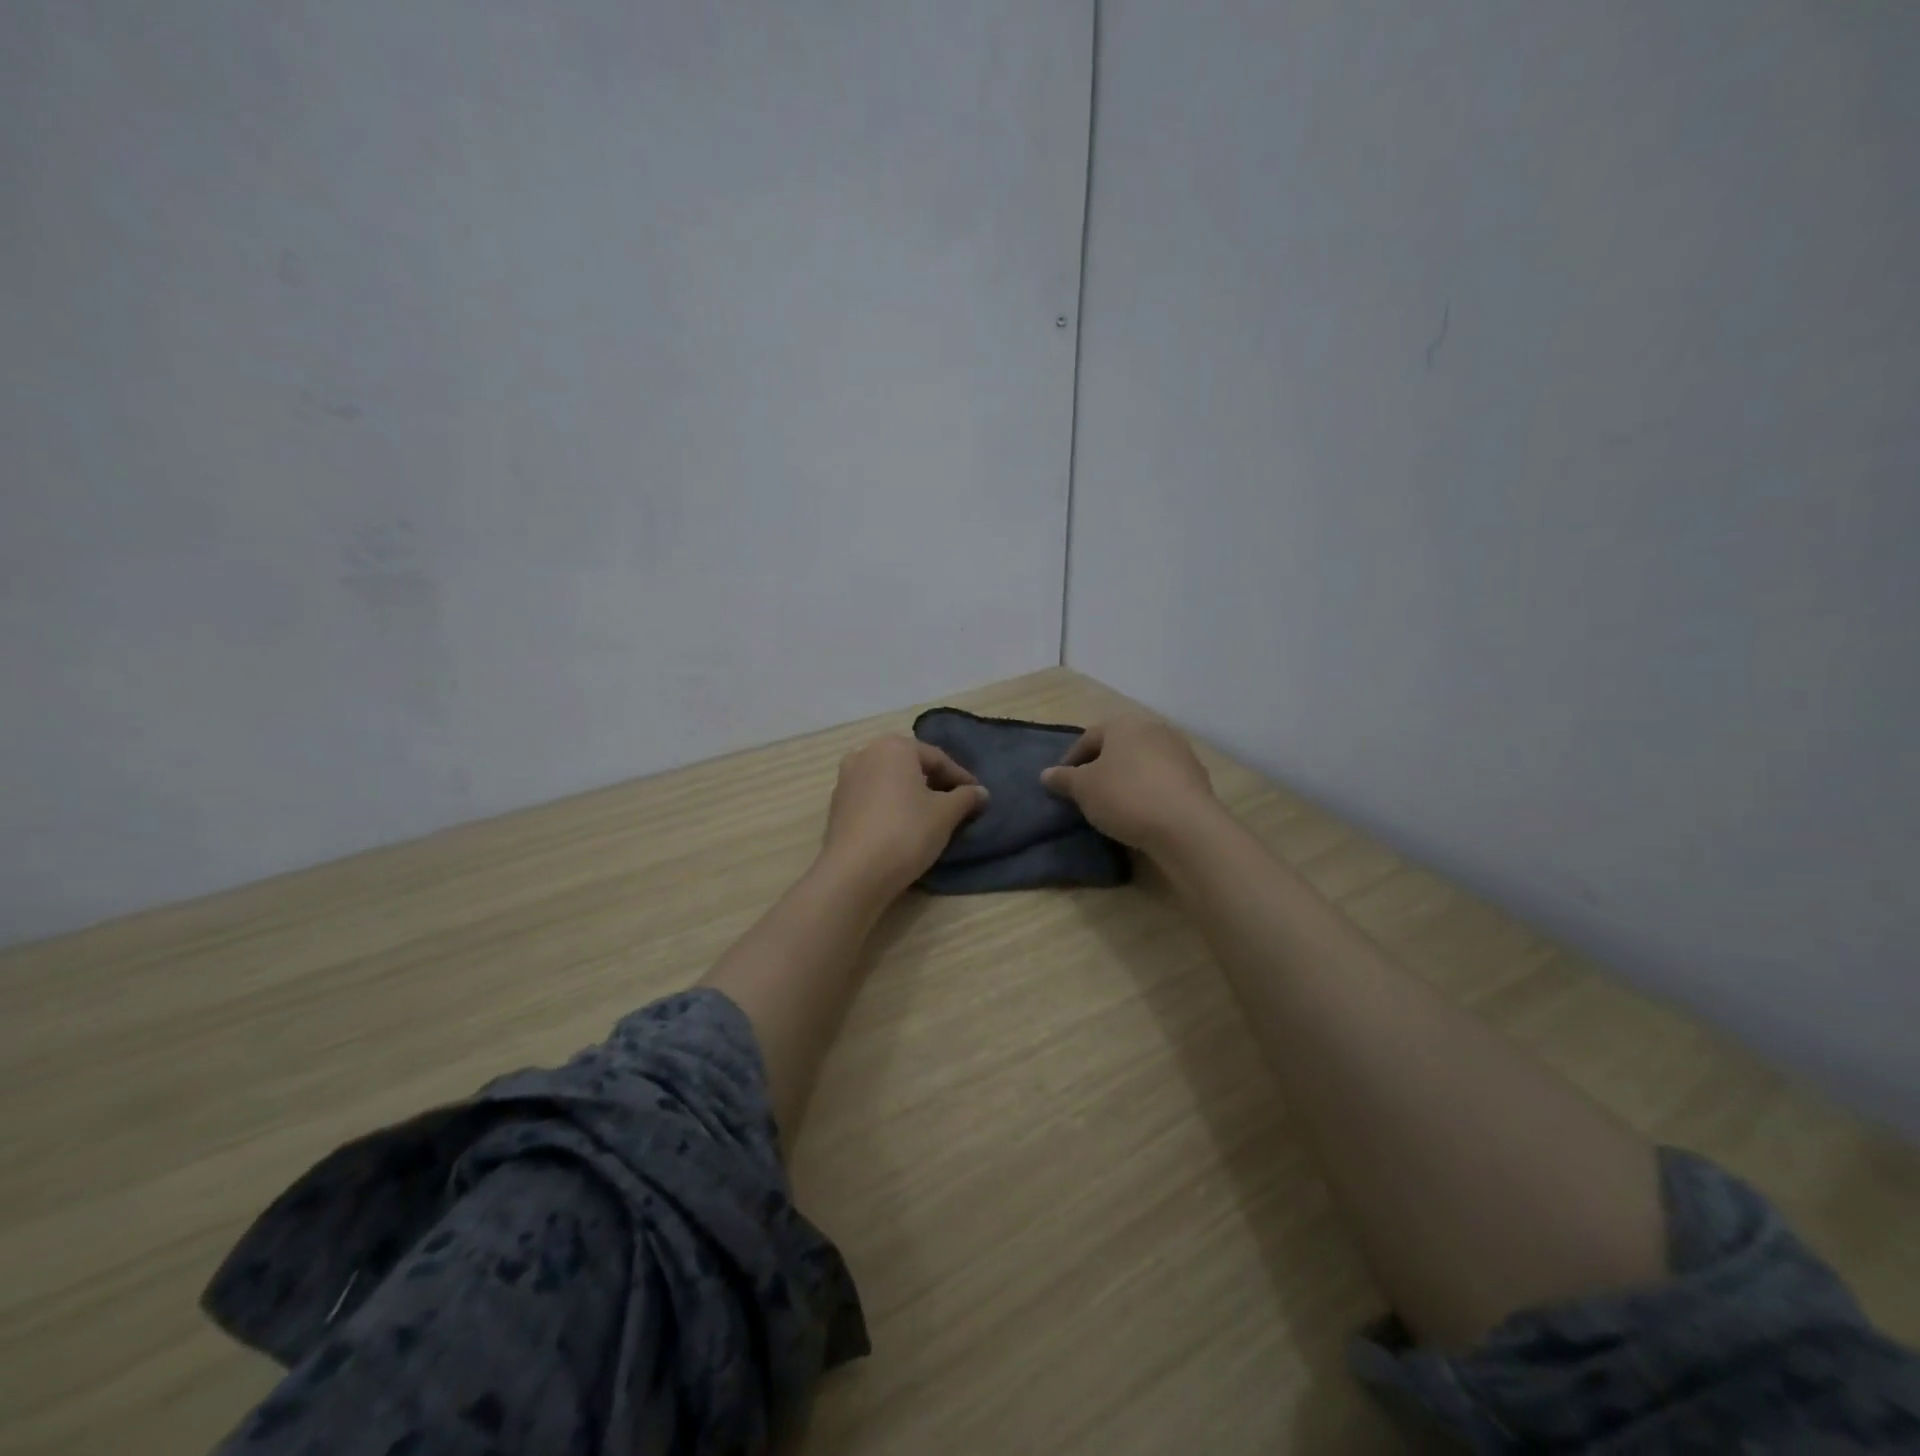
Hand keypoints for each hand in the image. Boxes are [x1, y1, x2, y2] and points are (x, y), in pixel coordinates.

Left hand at [821, 736, 987, 896]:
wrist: (854, 873)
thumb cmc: (906, 832)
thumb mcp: (945, 814)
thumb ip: (966, 797)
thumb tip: (982, 792)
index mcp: (894, 747)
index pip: (937, 758)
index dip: (961, 777)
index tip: (978, 796)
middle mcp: (865, 753)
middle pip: (910, 765)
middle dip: (934, 782)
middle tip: (956, 803)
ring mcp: (846, 778)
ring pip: (889, 781)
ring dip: (911, 794)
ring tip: (931, 815)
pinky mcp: (836, 805)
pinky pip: (873, 797)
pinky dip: (891, 805)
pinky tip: (903, 825)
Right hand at [1041, 715, 1219, 855]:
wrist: (1185, 825)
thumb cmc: (1125, 796)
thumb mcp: (1083, 789)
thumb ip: (1063, 779)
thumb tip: (1046, 774)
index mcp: (1123, 724)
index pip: (1088, 738)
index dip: (1071, 761)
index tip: (1062, 784)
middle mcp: (1154, 729)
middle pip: (1118, 747)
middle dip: (1101, 767)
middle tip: (1087, 793)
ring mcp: (1180, 752)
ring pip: (1142, 763)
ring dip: (1127, 778)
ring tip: (1114, 804)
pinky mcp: (1197, 777)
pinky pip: (1162, 780)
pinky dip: (1149, 791)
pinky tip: (1142, 812)